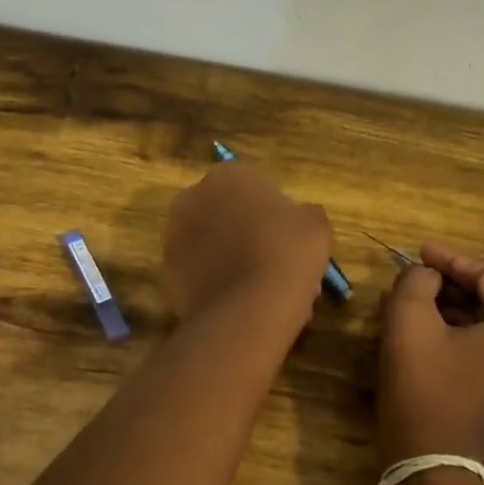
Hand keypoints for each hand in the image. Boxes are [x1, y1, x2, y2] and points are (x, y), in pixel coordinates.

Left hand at [163, 161, 331, 326]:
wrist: (248, 309)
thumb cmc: (287, 253)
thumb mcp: (316, 225)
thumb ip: (305, 214)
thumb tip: (299, 219)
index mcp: (229, 175)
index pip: (255, 187)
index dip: (276, 214)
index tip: (290, 239)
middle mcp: (193, 198)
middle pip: (228, 215)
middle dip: (249, 236)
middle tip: (277, 265)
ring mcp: (174, 236)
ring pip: (212, 246)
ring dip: (232, 260)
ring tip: (262, 290)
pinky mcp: (167, 273)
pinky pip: (201, 274)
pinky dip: (217, 284)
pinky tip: (243, 304)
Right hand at [377, 244, 483, 484]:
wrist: (436, 472)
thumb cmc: (426, 393)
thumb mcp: (409, 325)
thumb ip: (416, 283)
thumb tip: (425, 276)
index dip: (450, 260)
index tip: (417, 250)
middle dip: (454, 286)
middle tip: (417, 275)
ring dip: (457, 311)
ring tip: (418, 300)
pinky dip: (466, 337)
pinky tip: (433, 331)